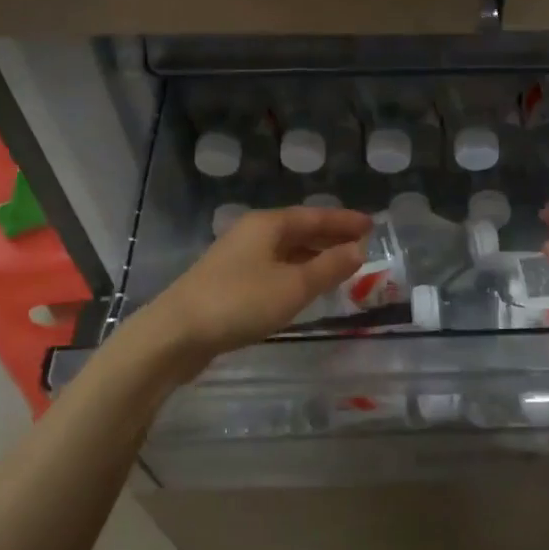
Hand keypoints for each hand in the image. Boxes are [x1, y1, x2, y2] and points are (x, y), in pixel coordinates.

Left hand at [140, 206, 372, 365]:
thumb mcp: (294, 286)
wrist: (176, 334)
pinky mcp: (228, 282)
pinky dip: (295, 272)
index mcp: (268, 225)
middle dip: (330, 237)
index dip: (345, 221)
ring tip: (340, 267)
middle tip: (361, 246)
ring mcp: (237, 257)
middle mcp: (252, 234)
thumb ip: (329, 267)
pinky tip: (304, 288)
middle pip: (299, 230)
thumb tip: (358, 249)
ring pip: (285, 250)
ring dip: (313, 256)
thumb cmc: (240, 303)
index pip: (315, 216)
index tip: (372, 225)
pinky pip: (273, 268)